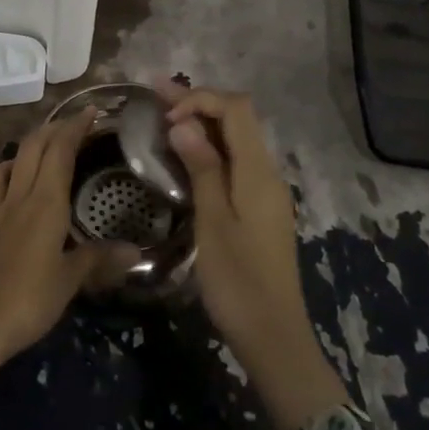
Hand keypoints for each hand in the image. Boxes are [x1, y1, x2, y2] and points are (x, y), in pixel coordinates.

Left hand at [0, 109, 138, 401]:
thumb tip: (135, 251)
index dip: (74, 129)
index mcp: (44, 207)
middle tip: (65, 127)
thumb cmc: (28, 304)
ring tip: (25, 157)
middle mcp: (14, 202)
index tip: (89, 112)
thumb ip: (98, 260)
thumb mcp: (69, 283)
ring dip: (11, 159)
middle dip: (48, 133)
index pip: (60, 154)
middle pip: (29, 154)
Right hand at [161, 84, 349, 429]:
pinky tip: (185, 156)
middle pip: (237, 119)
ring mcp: (265, 191)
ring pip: (236, 140)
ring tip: (164, 116)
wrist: (272, 334)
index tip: (164, 114)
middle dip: (198, 102)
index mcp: (258, 171)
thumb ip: (202, 168)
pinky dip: (209, 149)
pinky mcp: (259, 208)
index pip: (235, 109)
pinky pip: (235, 162)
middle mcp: (267, 173)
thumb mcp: (213, 221)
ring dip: (203, 123)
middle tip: (156, 95)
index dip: (200, 99)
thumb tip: (183, 123)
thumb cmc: (238, 280)